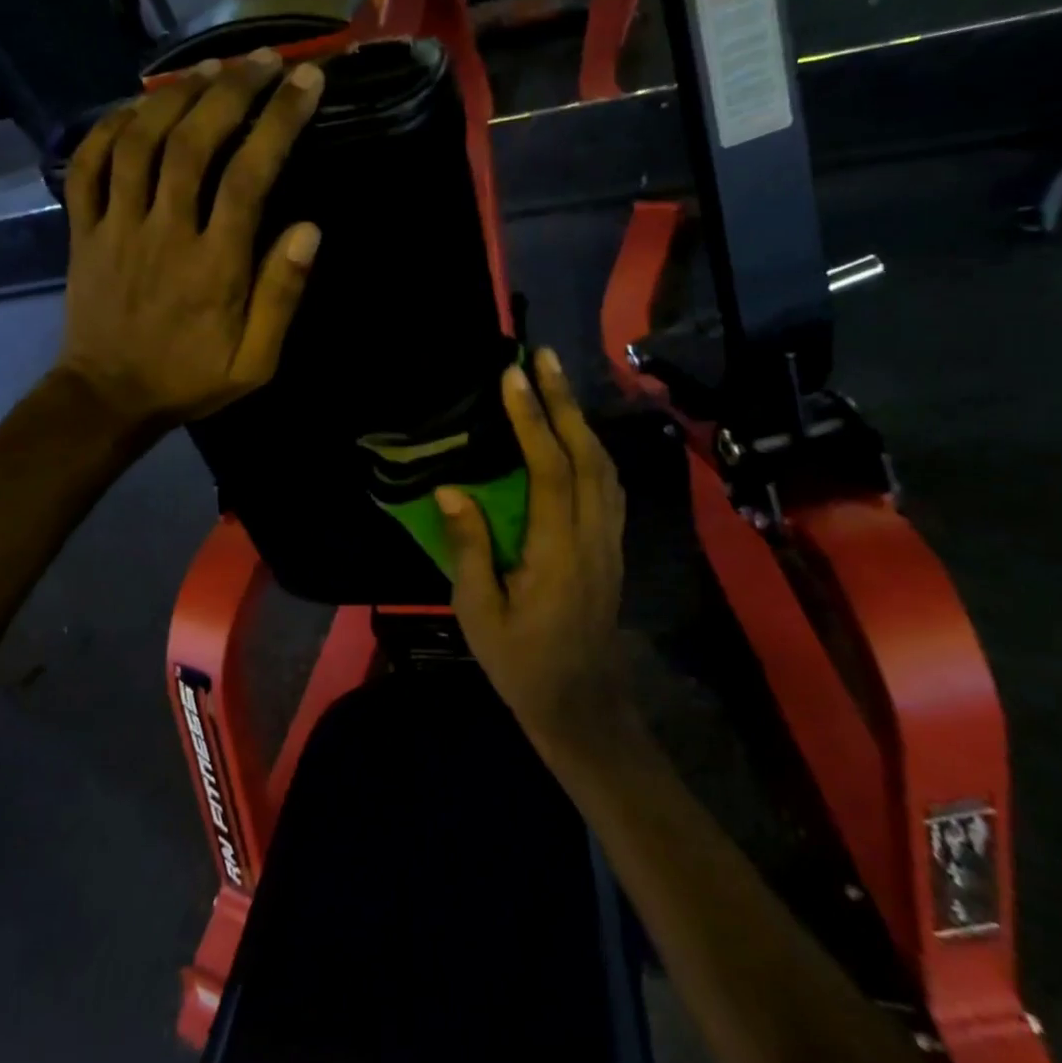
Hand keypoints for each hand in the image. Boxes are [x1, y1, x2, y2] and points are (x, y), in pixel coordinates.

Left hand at [54, 51, 325, 430]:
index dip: (280, 122)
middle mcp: (164, 233)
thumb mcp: (254, 363)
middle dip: (231, 91)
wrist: (108, 398)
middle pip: (193, 143)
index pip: (250, 176)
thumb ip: (281, 297)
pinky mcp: (82, 231)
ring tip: (209, 69)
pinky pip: (87, 166)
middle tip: (261, 60)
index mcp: (214, 266)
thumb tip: (310, 229)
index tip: (306, 82)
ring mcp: (115, 227)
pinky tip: (136, 107)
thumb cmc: (190, 380)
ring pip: (138, 143)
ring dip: (174, 97)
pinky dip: (109, 127)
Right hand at [437, 350, 633, 751]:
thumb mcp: (480, 613)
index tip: (513, 376)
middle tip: (543, 357)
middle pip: (586, 454)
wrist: (582, 705)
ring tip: (556, 385)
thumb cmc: (522, 663)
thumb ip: (469, 548)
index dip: (531, 419)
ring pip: (603, 465)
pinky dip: (591, 448)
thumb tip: (450, 490)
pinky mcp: (611, 547)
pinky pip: (607, 484)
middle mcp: (592, 534)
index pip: (548, 468)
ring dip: (580, 419)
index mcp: (558, 550)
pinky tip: (575, 437)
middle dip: (564, 401)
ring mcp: (608, 540)